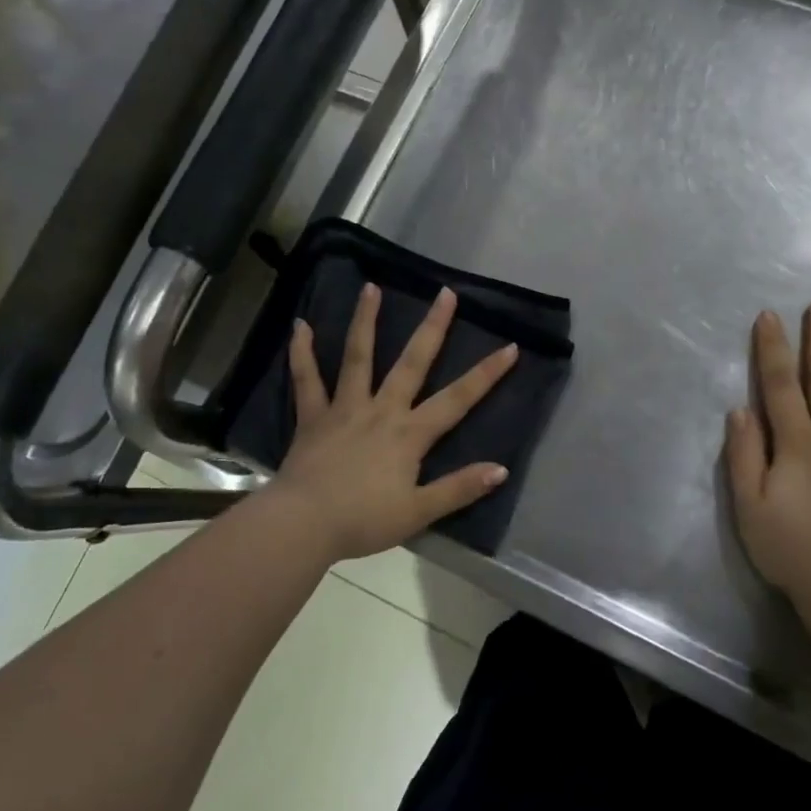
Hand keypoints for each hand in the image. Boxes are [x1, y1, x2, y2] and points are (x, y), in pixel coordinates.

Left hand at [273, 283, 517, 560]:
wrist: (305, 523)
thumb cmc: (364, 520)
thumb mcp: (419, 512)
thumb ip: (459, 489)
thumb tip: (501, 470)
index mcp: (409, 433)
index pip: (457, 399)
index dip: (486, 374)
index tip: (510, 347)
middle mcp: (381, 410)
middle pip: (412, 363)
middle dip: (433, 327)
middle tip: (445, 293)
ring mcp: (345, 408)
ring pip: (358, 357)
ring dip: (365, 321)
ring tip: (371, 287)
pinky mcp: (313, 416)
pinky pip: (307, 379)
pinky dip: (302, 352)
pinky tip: (300, 326)